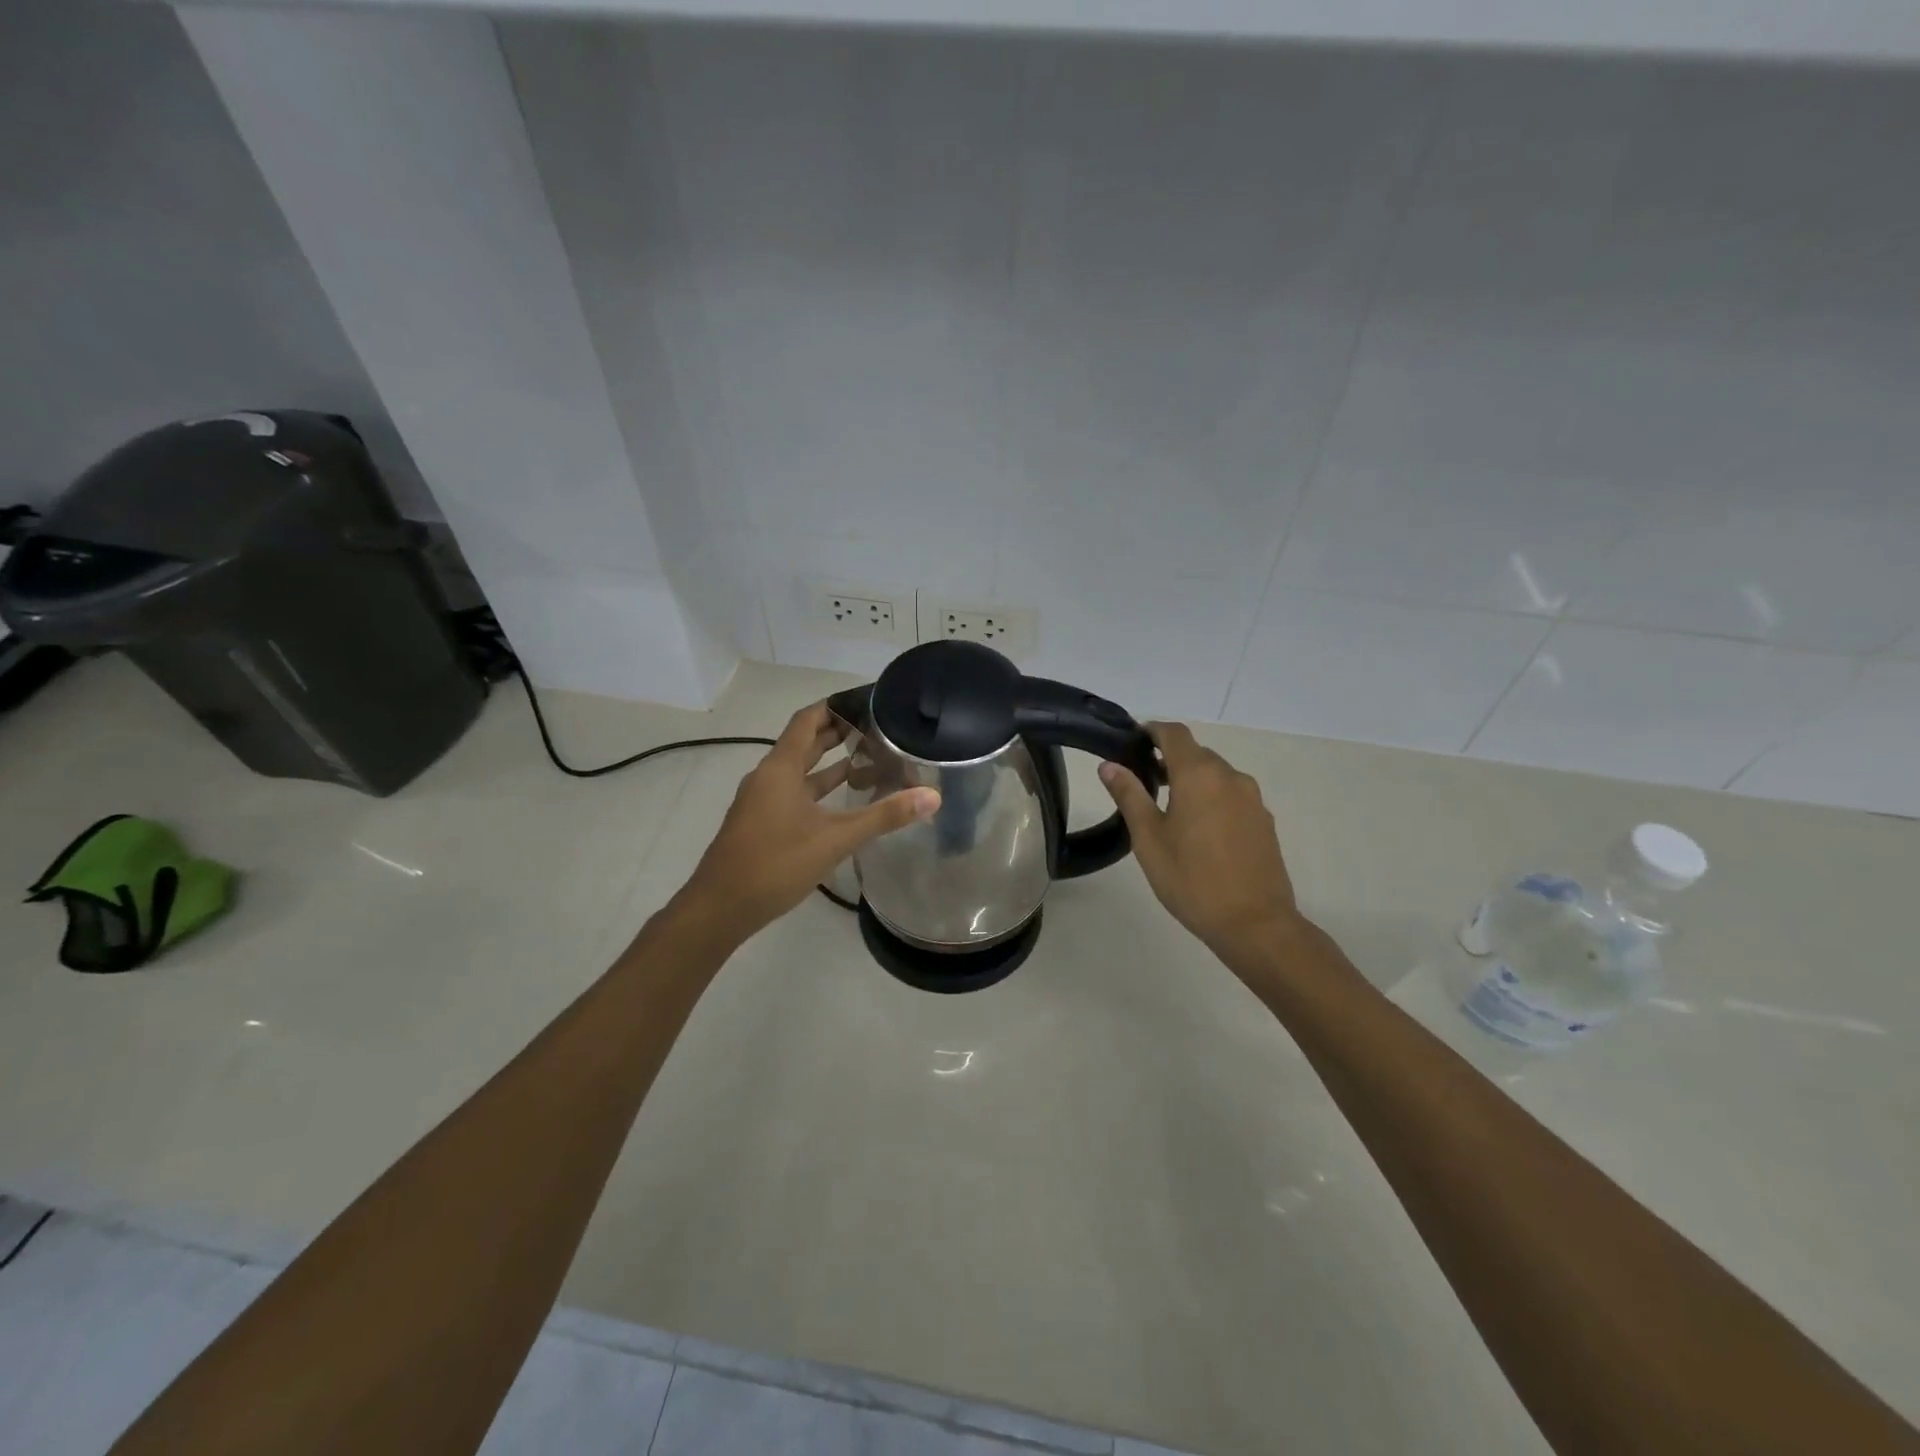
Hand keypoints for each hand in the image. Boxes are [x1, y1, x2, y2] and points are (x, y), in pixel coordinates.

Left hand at [679, 702, 939, 936]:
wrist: (720, 908)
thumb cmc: (775, 864)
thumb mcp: (835, 839)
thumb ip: (883, 816)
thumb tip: (932, 796)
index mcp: (780, 769)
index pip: (808, 720)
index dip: (835, 706)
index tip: (866, 700)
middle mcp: (768, 777)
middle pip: (804, 743)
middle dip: (838, 733)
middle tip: (877, 727)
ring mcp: (762, 801)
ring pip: (800, 772)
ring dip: (830, 763)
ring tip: (868, 758)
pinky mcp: (762, 823)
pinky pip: (794, 793)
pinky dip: (819, 789)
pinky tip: (842, 801)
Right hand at [1099, 723, 1302, 966]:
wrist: (1255, 923)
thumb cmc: (1192, 879)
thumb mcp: (1149, 838)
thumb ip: (1130, 795)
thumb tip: (1110, 765)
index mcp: (1199, 775)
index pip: (1174, 734)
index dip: (1152, 731)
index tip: (1132, 740)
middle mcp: (1231, 777)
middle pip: (1196, 753)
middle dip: (1169, 758)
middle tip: (1141, 780)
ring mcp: (1252, 799)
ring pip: (1216, 775)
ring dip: (1191, 780)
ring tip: (1167, 807)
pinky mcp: (1263, 821)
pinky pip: (1231, 796)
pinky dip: (1211, 799)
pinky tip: (1198, 830)